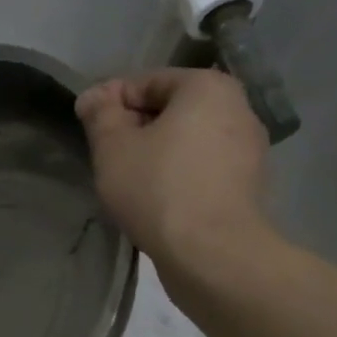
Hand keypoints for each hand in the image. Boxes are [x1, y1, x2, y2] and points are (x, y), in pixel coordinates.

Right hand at [76, 68, 270, 264]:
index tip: (88, 129)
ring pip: (187, 140)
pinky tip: (157, 199)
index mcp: (207, 87)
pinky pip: (202, 167)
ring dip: (156, 153)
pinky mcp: (248, 185)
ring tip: (129, 181)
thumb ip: (100, 114)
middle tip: (106, 157)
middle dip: (135, 129)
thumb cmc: (158, 189)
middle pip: (170, 109)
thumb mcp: (113, 147)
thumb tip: (93, 97)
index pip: (145, 82)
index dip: (110, 103)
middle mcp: (237, 108)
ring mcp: (249, 148)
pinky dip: (178, 175)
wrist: (212, 254)